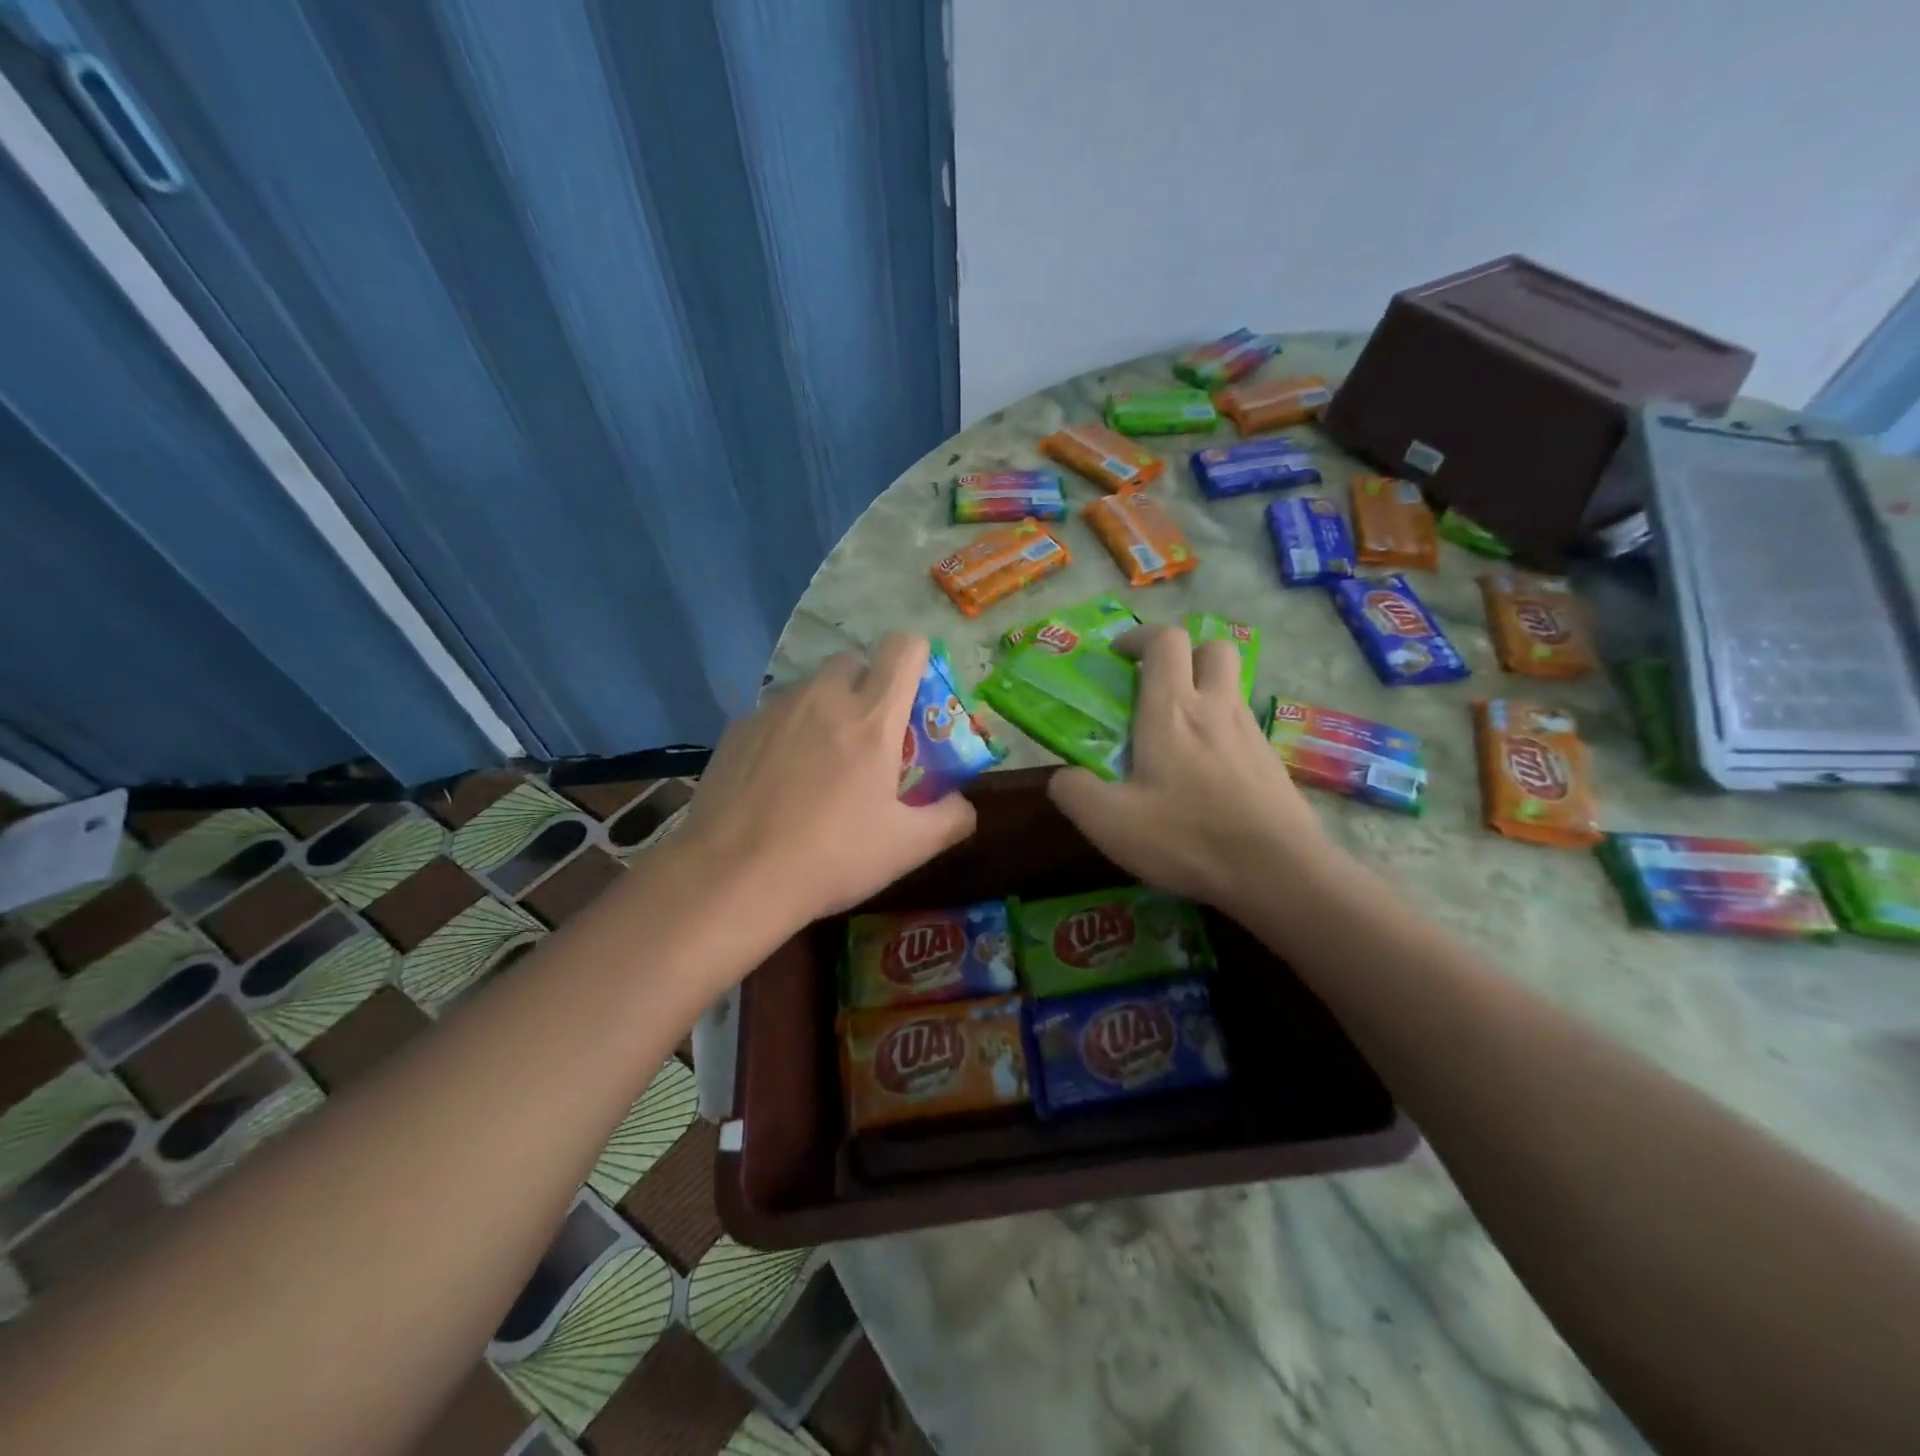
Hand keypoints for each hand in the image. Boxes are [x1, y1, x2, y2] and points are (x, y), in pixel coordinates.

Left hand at [676, 634, 977, 930]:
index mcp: (872, 717)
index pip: (904, 648)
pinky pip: (773, 714)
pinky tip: (776, 780)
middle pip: (853, 661)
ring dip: (824, 708)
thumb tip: (964, 806)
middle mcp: (823, 698)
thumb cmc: (832, 857)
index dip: (916, 658)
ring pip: (810, 687)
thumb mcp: (907, 848)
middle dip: (866, 685)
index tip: (915, 693)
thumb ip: (949, 819)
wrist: (733, 877)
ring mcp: (774, 709)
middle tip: (867, 736)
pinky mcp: (737, 729)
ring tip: (818, 762)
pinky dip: (785, 732)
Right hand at [1047, 626, 1330, 913]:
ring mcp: (1251, 733)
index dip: (1139, 637)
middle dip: (1183, 653)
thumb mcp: (1110, 822)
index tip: (1117, 658)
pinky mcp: (1271, 762)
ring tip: (1175, 736)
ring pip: (1230, 687)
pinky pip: (1243, 726)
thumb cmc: (1188, 838)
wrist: (1279, 873)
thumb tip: (1063, 777)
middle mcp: (1216, 708)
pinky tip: (1205, 774)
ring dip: (1203, 692)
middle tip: (1156, 685)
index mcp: (1173, 710)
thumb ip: (1074, 791)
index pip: (1165, 640)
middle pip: (1212, 647)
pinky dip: (1221, 731)